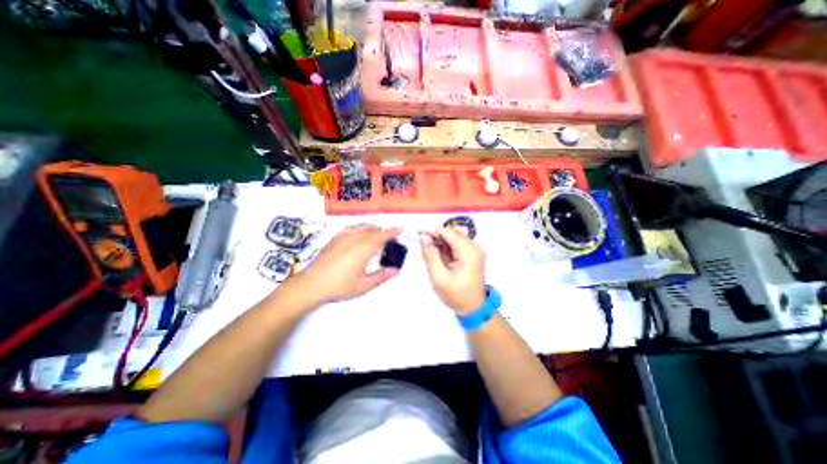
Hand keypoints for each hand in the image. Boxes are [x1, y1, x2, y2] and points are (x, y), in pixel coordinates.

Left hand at [282, 224, 402, 307]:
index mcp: (364, 248)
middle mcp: (355, 238)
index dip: (393, 231)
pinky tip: (358, 236)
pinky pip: (351, 228)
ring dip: (373, 229)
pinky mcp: (334, 238)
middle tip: (390, 240)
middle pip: (373, 229)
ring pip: (362, 226)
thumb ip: (381, 276)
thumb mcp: (364, 285)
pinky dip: (360, 229)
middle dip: (384, 232)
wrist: (311, 284)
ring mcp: (343, 236)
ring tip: (376, 237)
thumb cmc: (340, 286)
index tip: (401, 228)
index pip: (382, 235)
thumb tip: (395, 270)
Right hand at [420, 226, 485, 313]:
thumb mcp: (439, 277)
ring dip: (440, 243)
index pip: (448, 232)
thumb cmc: (456, 295)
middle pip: (451, 233)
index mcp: (469, 251)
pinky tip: (439, 257)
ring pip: (453, 237)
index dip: (432, 231)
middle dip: (436, 237)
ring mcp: (474, 249)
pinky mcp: (472, 253)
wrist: (473, 307)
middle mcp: (474, 246)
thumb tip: (423, 237)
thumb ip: (430, 255)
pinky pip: (456, 244)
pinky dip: (446, 248)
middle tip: (423, 247)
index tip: (419, 236)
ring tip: (431, 255)